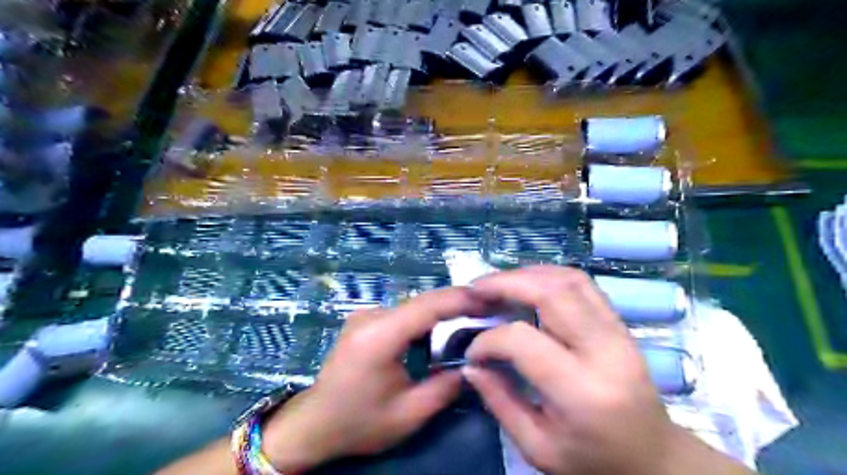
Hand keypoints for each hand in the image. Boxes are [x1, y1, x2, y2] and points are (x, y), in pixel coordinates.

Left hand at [262, 286, 482, 471]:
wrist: (314, 424)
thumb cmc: (358, 423)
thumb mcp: (408, 415)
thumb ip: (445, 388)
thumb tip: (475, 364)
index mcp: (378, 336)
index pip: (426, 306)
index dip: (459, 299)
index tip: (488, 298)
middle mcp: (370, 317)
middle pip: (421, 302)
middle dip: (456, 303)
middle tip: (487, 310)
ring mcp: (365, 316)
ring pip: (413, 307)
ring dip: (441, 313)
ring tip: (470, 320)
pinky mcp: (364, 321)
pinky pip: (402, 314)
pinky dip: (424, 320)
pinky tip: (440, 332)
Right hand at [462, 268, 746, 474]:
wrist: (654, 458)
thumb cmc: (594, 462)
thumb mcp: (539, 448)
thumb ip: (500, 403)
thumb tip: (471, 365)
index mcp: (582, 391)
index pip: (524, 341)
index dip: (489, 340)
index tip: (472, 352)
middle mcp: (604, 352)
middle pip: (551, 294)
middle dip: (506, 284)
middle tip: (476, 289)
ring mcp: (618, 332)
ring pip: (570, 280)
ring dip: (527, 274)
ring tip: (497, 283)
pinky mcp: (620, 324)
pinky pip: (583, 284)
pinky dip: (549, 275)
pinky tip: (527, 283)